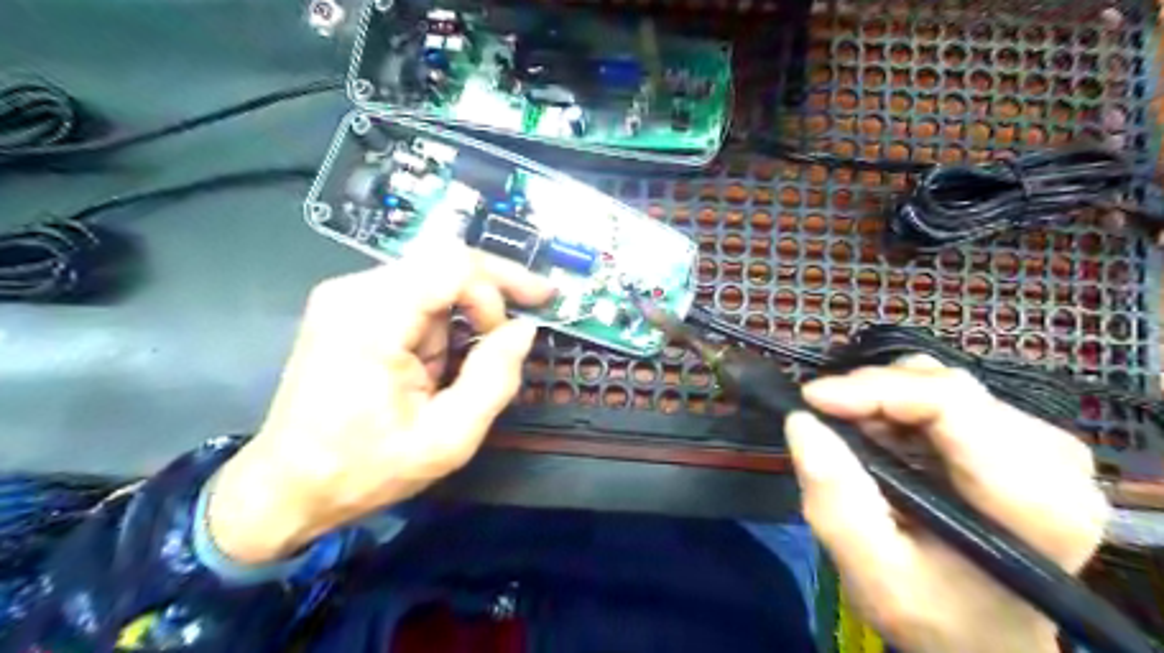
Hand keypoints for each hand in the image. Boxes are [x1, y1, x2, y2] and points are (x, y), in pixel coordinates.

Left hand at [208, 241, 552, 564]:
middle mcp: (355, 291)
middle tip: (536, 305)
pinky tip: (439, 361)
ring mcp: (347, 295)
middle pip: (445, 261)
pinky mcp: (349, 307)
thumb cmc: (364, 469)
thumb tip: (524, 329)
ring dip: (463, 316)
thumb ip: (495, 379)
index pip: (452, 266)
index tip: (514, 332)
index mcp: (372, 319)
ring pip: (434, 278)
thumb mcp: (447, 439)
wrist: (287, 486)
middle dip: (494, 290)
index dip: (497, 289)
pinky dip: (443, 321)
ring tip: (459, 369)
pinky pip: (415, 294)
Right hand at [790, 358, 1106, 652]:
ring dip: (885, 401)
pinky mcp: (1025, 442)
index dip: (874, 389)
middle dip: (873, 394)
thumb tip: (801, 422)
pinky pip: (950, 399)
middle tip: (824, 418)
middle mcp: (1055, 462)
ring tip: (853, 434)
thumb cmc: (936, 616)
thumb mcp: (874, 574)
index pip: (951, 404)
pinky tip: (882, 439)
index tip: (811, 399)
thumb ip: (837, 501)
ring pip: (945, 386)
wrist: (987, 638)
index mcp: (1033, 501)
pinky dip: (902, 409)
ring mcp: (1046, 448)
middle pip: (948, 388)